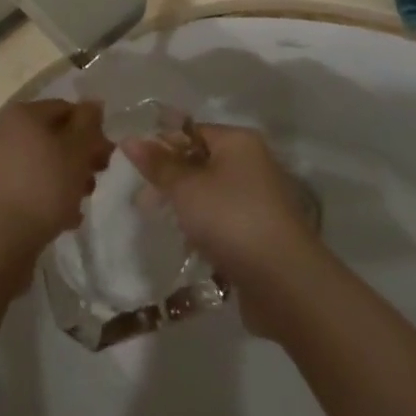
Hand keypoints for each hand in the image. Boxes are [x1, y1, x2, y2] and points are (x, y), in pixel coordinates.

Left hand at [0, 100, 112, 278]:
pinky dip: (46, 197)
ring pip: (42, 164)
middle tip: (97, 179)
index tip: (108, 156)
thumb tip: (93, 103)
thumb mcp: (76, 152)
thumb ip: (88, 124)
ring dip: (66, 179)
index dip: (92, 130)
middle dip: (80, 157)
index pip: (66, 109)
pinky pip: (27, 186)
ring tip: (81, 203)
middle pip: (53, 137)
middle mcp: (5, 131)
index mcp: (23, 114)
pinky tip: (63, 220)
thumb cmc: (42, 188)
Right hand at [122, 124, 322, 335]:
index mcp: (238, 141)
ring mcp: (260, 200)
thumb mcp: (186, 188)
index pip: (191, 131)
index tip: (136, 168)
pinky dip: (206, 231)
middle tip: (143, 202)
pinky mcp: (261, 234)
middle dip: (171, 181)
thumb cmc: (231, 220)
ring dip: (187, 209)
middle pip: (201, 162)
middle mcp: (253, 164)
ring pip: (211, 195)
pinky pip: (224, 222)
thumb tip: (130, 139)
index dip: (162, 146)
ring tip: (162, 225)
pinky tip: (190, 247)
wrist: (285, 283)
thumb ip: (158, 164)